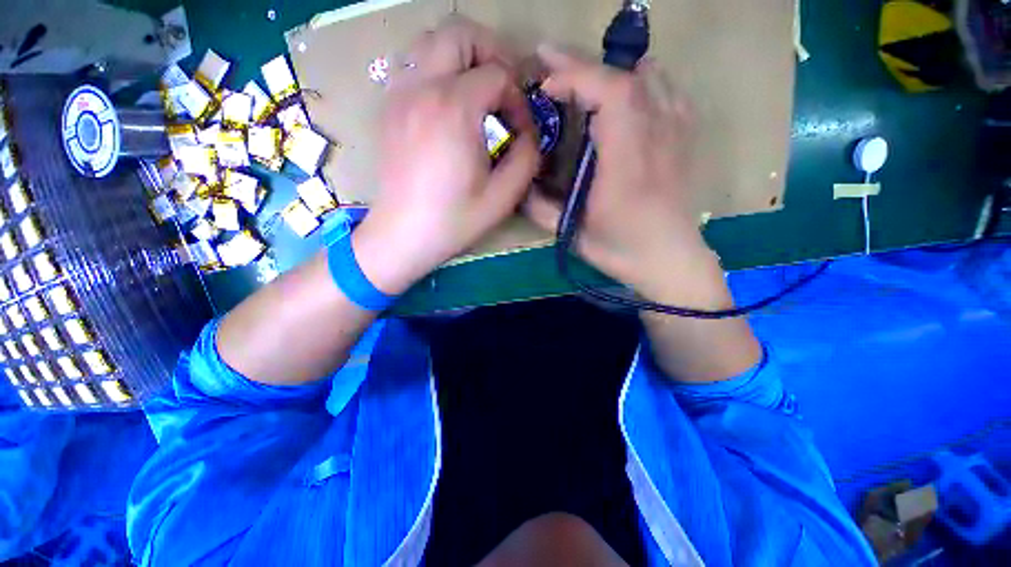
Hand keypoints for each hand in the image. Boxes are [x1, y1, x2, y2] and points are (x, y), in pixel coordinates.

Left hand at [353, 16, 539, 294]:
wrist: (403, 235)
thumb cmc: (454, 221)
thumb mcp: (504, 196)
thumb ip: (527, 156)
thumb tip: (528, 132)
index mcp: (454, 108)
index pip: (498, 74)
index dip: (518, 99)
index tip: (520, 130)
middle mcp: (422, 87)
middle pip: (460, 33)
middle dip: (492, 53)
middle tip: (504, 89)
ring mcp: (400, 94)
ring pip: (431, 41)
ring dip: (463, 57)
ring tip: (478, 91)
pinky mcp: (390, 107)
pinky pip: (414, 65)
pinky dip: (438, 70)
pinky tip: (449, 103)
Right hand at [524, 46, 718, 302]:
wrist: (670, 260)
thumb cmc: (622, 250)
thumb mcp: (574, 234)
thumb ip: (541, 209)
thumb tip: (518, 185)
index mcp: (628, 163)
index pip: (612, 94)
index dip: (575, 77)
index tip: (544, 85)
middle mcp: (658, 138)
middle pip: (628, 76)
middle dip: (583, 63)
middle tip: (548, 60)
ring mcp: (676, 134)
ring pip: (650, 76)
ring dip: (610, 69)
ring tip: (581, 77)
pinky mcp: (684, 138)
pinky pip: (666, 91)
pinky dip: (640, 81)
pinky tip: (623, 95)